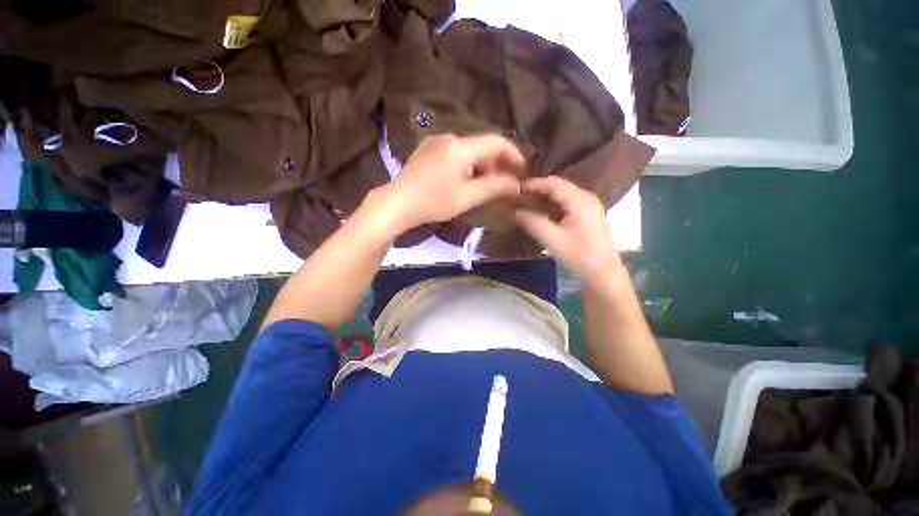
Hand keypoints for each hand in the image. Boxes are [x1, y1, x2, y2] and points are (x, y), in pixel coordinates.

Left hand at [375, 134, 524, 232]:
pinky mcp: (429, 149)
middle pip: (483, 146)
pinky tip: (466, 181)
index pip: (496, 142)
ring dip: (482, 166)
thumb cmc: (432, 203)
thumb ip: (494, 188)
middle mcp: (449, 137)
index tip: (522, 171)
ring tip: (486, 186)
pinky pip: (457, 153)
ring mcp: (437, 142)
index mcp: (460, 147)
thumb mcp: (466, 198)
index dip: (514, 155)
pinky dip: (468, 165)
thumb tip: (517, 184)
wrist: (396, 203)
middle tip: (505, 184)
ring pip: (470, 151)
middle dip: (497, 164)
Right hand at [515, 176, 622, 284]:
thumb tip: (515, 211)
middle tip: (519, 195)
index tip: (516, 189)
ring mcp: (590, 206)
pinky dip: (553, 204)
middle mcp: (587, 198)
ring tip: (527, 201)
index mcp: (580, 200)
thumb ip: (533, 223)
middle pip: (559, 186)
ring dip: (545, 196)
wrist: (603, 273)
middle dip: (538, 189)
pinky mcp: (589, 215)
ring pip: (564, 194)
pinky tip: (542, 211)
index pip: (554, 183)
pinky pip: (568, 202)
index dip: (534, 184)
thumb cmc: (579, 256)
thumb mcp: (552, 240)